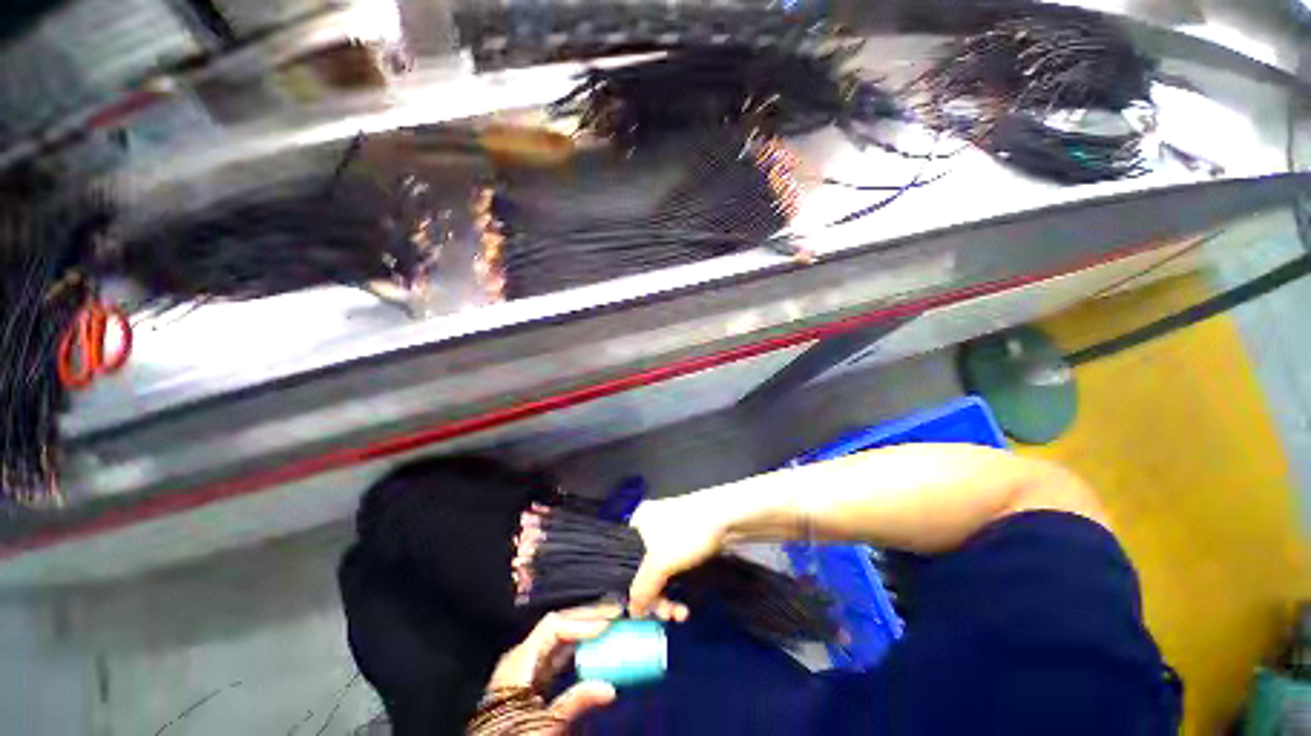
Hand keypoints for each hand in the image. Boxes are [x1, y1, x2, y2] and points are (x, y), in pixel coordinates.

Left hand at [486, 604, 620, 724]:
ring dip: (584, 629)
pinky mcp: (531, 679)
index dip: (582, 622)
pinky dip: (577, 647)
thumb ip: (575, 703)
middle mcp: (522, 656)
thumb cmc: (513, 735)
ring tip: (608, 623)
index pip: (554, 626)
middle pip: (557, 625)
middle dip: (586, 617)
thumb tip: (610, 689)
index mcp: (519, 661)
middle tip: (614, 613)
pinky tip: (593, 646)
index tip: (608, 623)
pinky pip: (557, 653)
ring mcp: (525, 666)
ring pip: (558, 637)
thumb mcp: (542, 725)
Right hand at [628, 495, 725, 615]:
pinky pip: (675, 567)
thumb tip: (632, 612)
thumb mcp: (658, 563)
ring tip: (681, 614)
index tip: (643, 611)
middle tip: (666, 615)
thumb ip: (641, 589)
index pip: (624, 560)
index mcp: (639, 520)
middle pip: (644, 569)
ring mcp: (671, 531)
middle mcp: (651, 524)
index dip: (631, 587)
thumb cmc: (686, 534)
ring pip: (662, 571)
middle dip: (655, 596)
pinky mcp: (688, 539)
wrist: (727, 517)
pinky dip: (679, 585)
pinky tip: (686, 602)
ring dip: (668, 596)